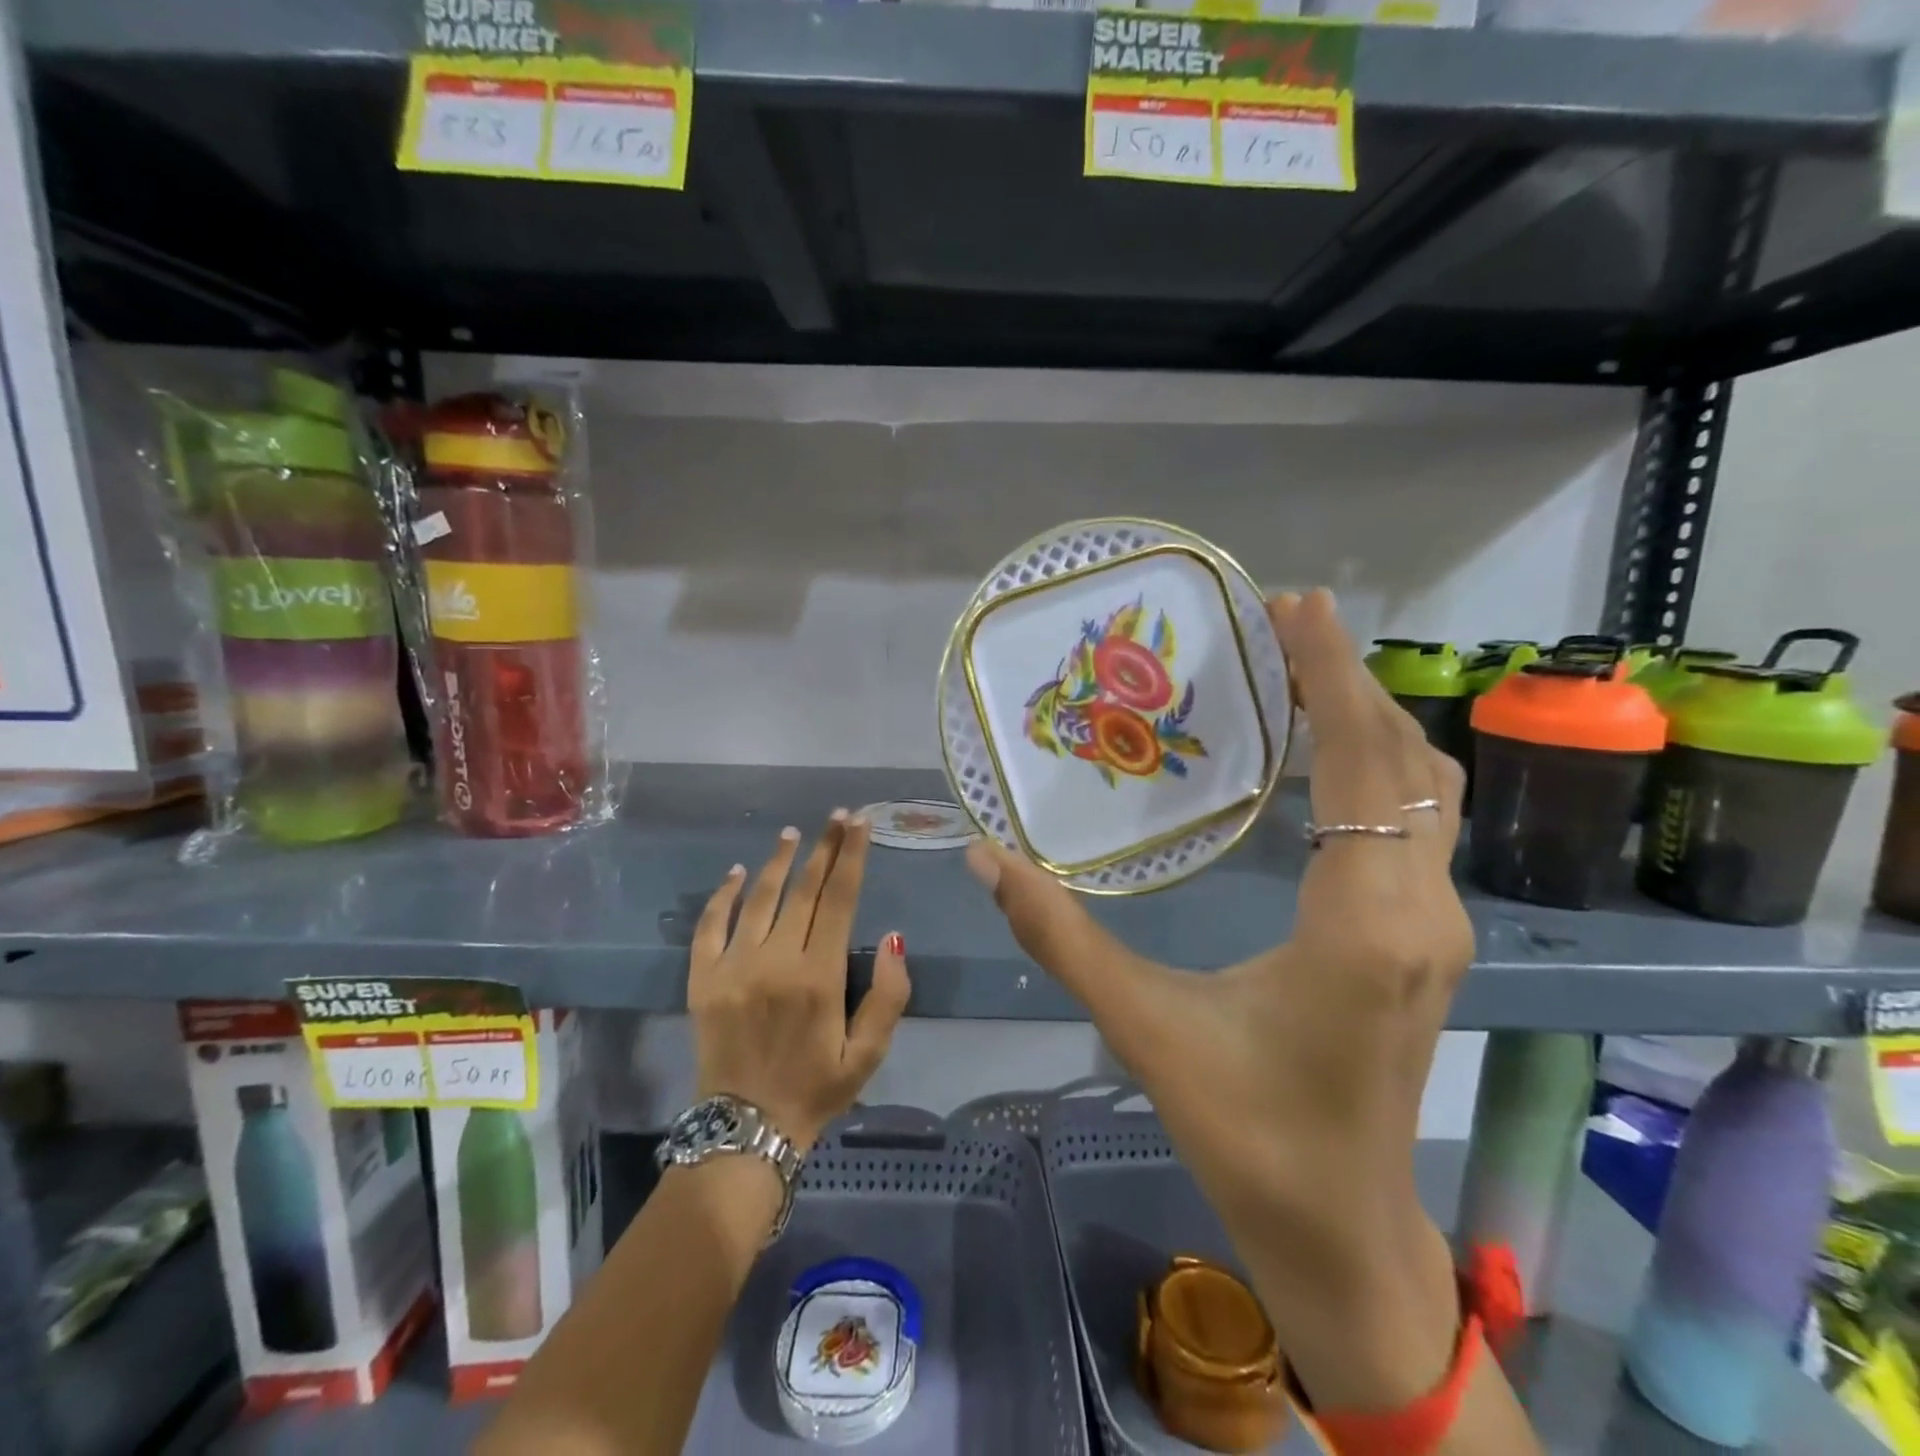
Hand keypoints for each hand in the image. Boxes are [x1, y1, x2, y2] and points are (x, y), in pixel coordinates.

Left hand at [690, 813, 911, 1153]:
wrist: (745, 1130)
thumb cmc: (816, 1088)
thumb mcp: (868, 1054)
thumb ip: (889, 996)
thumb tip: (895, 938)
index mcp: (819, 976)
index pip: (840, 899)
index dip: (851, 857)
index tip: (859, 824)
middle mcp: (776, 960)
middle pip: (805, 889)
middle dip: (824, 848)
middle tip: (837, 817)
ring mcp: (734, 966)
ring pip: (759, 898)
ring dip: (777, 861)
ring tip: (792, 834)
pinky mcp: (703, 979)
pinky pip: (710, 925)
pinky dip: (723, 895)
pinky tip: (736, 872)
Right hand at [967, 589, 1472, 1405]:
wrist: (1343, 1233)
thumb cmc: (1247, 1133)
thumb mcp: (1143, 1027)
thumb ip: (1060, 935)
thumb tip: (985, 857)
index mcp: (1363, 922)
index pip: (1361, 763)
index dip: (1331, 675)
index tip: (1298, 605)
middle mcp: (1420, 909)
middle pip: (1402, 761)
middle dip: (1347, 679)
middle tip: (1282, 624)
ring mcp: (1438, 927)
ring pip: (1421, 791)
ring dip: (1367, 721)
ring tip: (1298, 675)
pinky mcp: (1428, 941)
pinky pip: (1414, 824)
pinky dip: (1374, 768)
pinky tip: (1318, 761)